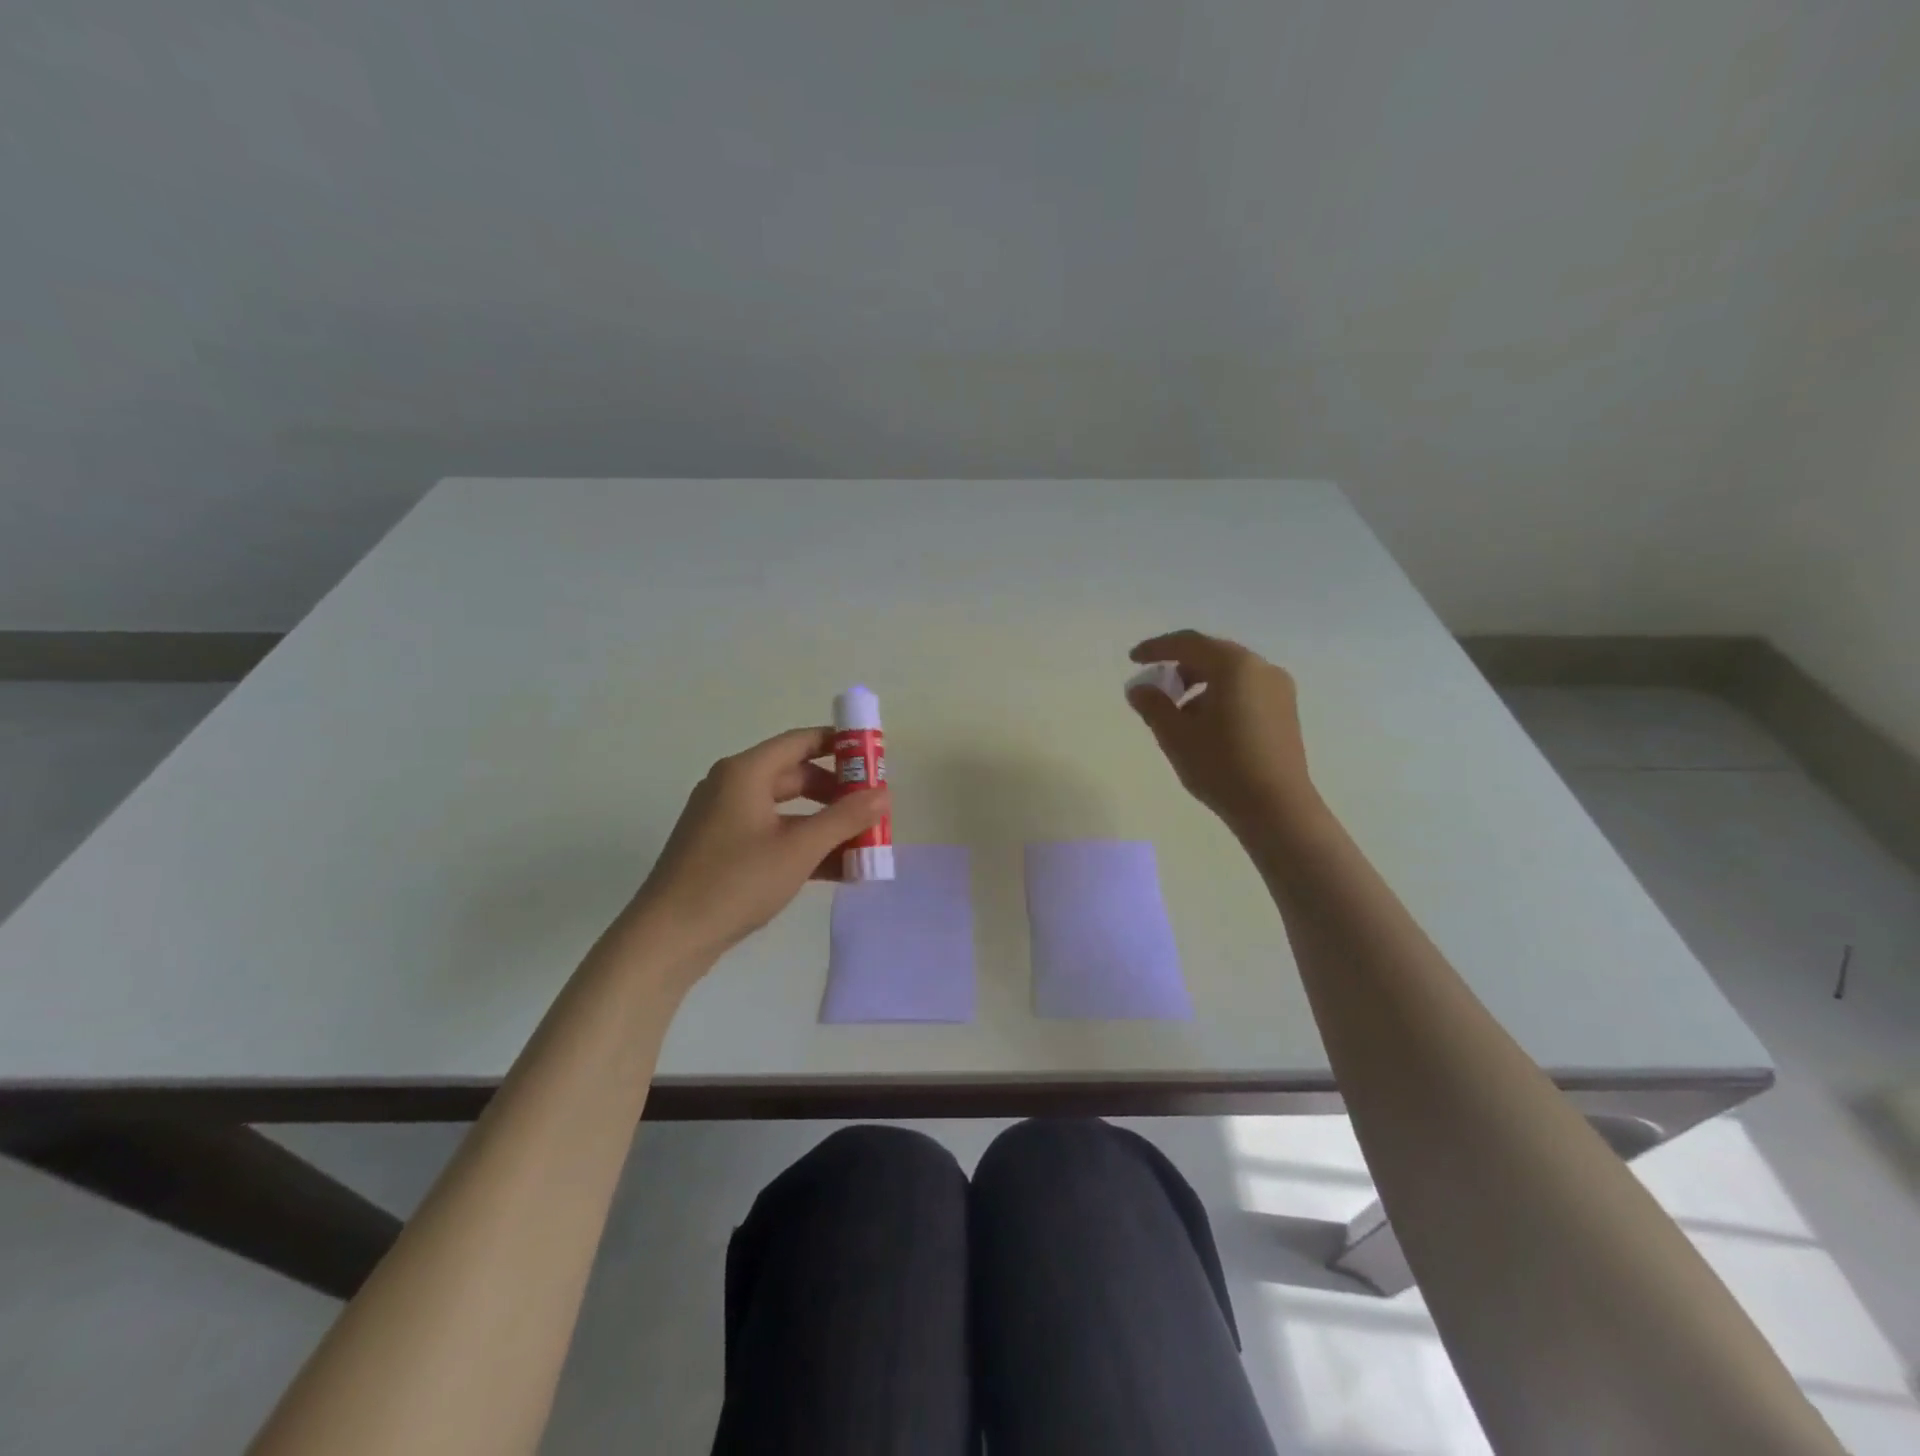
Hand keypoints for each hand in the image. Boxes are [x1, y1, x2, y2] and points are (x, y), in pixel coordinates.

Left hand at [624, 727, 890, 970]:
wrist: (667, 938)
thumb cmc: (734, 882)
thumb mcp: (798, 849)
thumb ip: (844, 819)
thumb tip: (884, 794)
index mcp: (745, 772)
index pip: (801, 741)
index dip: (840, 745)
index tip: (875, 758)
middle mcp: (733, 787)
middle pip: (796, 776)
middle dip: (838, 792)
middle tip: (874, 809)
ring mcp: (725, 820)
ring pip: (787, 810)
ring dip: (825, 825)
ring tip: (864, 845)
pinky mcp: (723, 850)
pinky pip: (773, 835)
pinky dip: (803, 846)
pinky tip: (837, 870)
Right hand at [1126, 630, 1319, 835]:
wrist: (1276, 807)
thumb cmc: (1221, 766)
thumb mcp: (1176, 735)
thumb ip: (1153, 705)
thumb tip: (1138, 688)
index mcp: (1234, 666)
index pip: (1188, 644)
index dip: (1157, 648)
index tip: (1133, 659)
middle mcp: (1261, 668)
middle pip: (1212, 655)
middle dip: (1179, 667)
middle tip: (1155, 686)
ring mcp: (1278, 689)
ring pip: (1230, 674)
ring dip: (1199, 684)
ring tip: (1178, 713)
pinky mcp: (1285, 711)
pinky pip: (1245, 690)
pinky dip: (1220, 696)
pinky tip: (1205, 726)